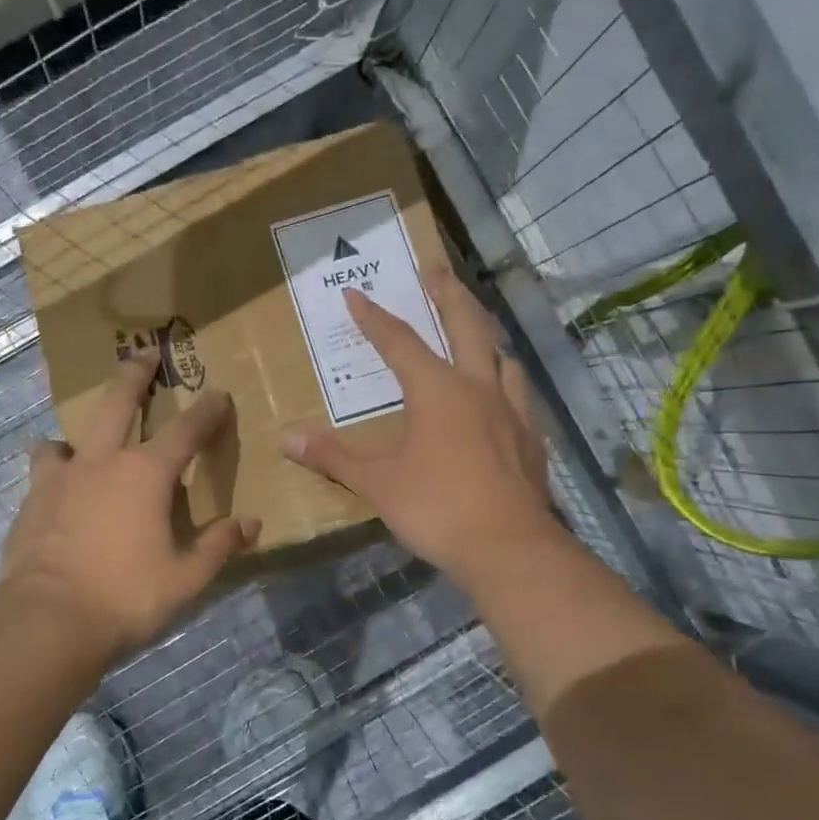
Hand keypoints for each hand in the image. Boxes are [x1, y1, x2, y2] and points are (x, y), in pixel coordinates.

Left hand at [0, 350, 260, 654]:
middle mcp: (102, 462)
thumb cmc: (126, 597)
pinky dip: (54, 472)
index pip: (186, 431)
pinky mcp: (30, 501)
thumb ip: (219, 546)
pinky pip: (43, 472)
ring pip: (66, 437)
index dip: (207, 412)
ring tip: (81, 445)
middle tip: (143, 353)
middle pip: (117, 403)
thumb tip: (251, 524)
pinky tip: (57, 493)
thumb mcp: (186, 578)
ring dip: (79, 434)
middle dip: (134, 375)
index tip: (218, 395)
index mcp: (146, 474)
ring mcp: (60, 478)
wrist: (47, 620)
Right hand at [280, 270, 561, 595]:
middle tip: (436, 269)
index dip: (375, 317)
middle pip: (467, 327)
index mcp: (438, 391)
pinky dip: (505, 381)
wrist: (509, 549)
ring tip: (476, 328)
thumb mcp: (377, 484)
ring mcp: (512, 412)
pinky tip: (502, 396)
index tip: (356, 294)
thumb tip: (287, 440)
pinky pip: (518, 395)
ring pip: (502, 357)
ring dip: (485, 335)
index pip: (400, 342)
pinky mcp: (531, 440)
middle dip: (448, 294)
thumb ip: (334, 458)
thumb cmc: (437, 508)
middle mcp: (478, 389)